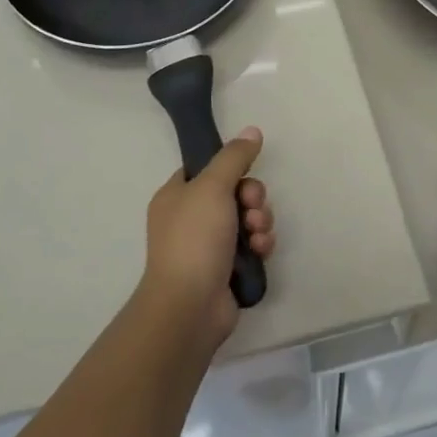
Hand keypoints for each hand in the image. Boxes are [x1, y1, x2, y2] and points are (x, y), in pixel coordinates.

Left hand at [144, 127, 275, 341]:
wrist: (190, 306)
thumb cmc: (194, 239)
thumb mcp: (212, 187)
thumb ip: (234, 157)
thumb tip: (252, 130)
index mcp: (177, 196)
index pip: (207, 169)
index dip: (230, 169)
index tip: (244, 174)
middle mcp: (191, 218)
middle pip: (234, 192)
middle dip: (252, 198)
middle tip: (252, 208)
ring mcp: (209, 246)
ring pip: (247, 218)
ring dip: (260, 222)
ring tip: (257, 235)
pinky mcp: (227, 268)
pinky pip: (252, 245)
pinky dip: (260, 245)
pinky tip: (260, 252)